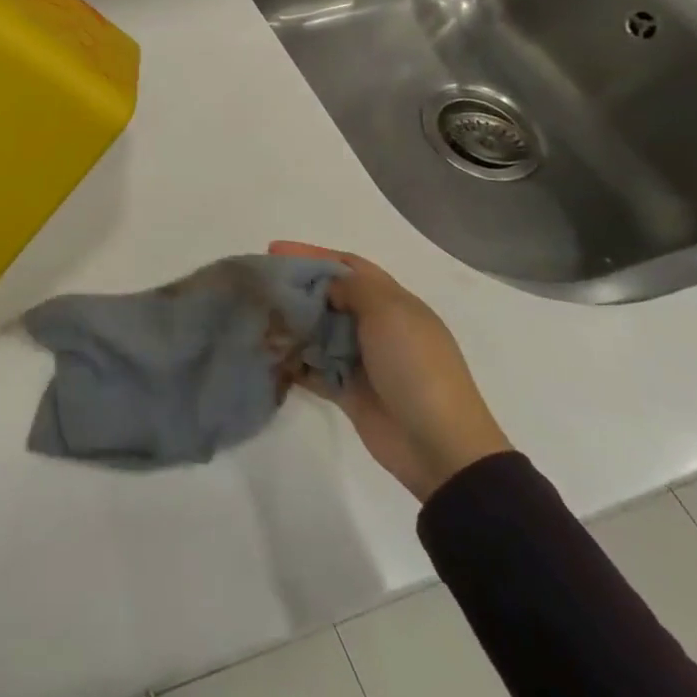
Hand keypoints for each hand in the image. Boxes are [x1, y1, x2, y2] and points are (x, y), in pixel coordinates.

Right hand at [273, 241, 510, 502]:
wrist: (439, 446)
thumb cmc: (415, 367)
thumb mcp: (388, 312)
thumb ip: (352, 287)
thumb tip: (324, 284)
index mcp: (393, 303)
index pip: (349, 266)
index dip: (313, 255)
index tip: (274, 250)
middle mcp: (376, 327)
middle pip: (329, 297)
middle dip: (296, 289)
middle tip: (259, 286)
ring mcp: (362, 360)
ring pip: (318, 332)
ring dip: (291, 325)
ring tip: (257, 319)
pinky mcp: (348, 391)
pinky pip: (313, 368)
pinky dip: (293, 361)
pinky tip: (268, 355)